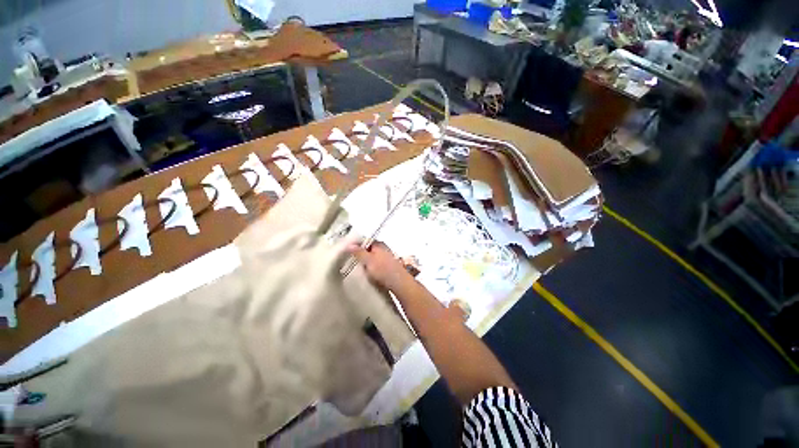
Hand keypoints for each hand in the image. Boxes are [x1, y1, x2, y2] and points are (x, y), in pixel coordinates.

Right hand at [347, 242, 409, 290]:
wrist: (398, 282)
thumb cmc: (383, 269)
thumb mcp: (368, 260)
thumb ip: (358, 252)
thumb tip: (349, 245)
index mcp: (379, 244)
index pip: (365, 241)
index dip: (356, 245)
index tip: (347, 251)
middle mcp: (383, 249)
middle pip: (368, 249)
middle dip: (360, 254)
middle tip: (350, 260)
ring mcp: (386, 258)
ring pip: (372, 258)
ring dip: (365, 262)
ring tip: (356, 268)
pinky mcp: (387, 267)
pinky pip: (376, 265)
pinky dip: (370, 267)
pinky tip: (366, 273)